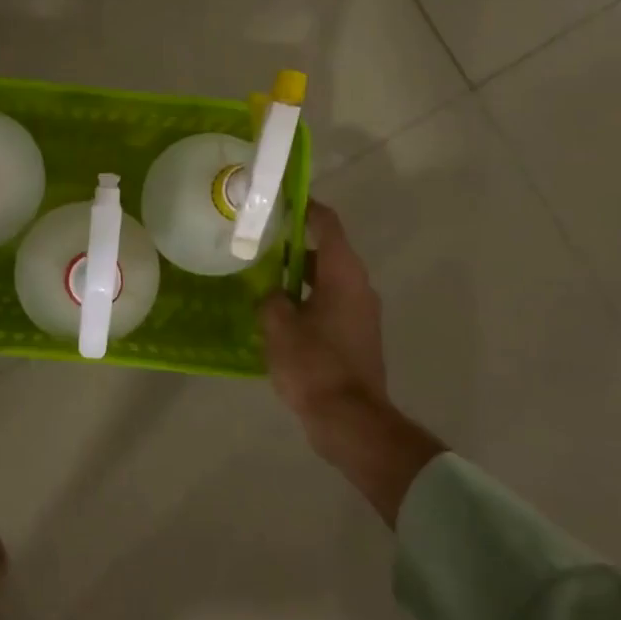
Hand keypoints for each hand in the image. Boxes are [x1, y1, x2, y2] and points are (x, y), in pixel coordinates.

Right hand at [260, 201, 441, 525]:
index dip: (305, 207)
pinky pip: (330, 304)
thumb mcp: (278, 327)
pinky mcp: (356, 336)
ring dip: (298, 275)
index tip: (281, 199)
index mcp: (343, 274)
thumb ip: (270, 299)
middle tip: (259, 242)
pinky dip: (307, 299)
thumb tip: (272, 294)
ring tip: (262, 277)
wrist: (350, 420)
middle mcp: (359, 286)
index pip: (327, 224)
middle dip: (293, 244)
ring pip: (327, 280)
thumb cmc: (314, 365)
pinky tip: (279, 313)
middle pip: (327, 251)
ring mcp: (361, 313)